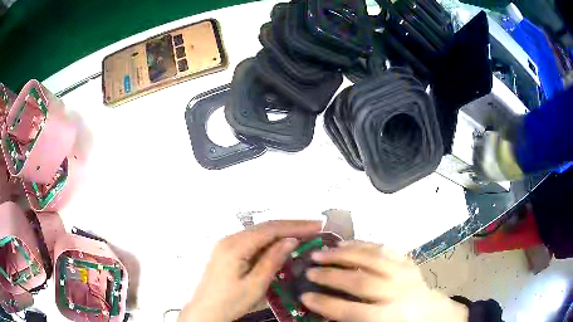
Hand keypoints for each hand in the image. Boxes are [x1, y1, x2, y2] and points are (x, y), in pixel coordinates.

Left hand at [179, 220, 321, 321]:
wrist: (206, 310)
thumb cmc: (230, 301)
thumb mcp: (255, 285)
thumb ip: (272, 260)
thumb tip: (291, 240)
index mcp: (235, 246)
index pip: (270, 229)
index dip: (295, 226)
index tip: (317, 226)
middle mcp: (230, 238)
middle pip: (265, 227)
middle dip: (291, 226)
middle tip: (315, 228)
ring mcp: (227, 243)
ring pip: (259, 232)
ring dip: (281, 232)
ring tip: (304, 234)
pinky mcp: (227, 250)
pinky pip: (253, 240)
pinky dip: (270, 240)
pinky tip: (282, 244)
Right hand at [301, 241, 468, 321]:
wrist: (428, 313)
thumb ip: (351, 318)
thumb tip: (323, 310)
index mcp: (388, 316)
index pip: (351, 310)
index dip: (325, 303)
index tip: (304, 296)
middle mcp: (397, 293)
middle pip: (361, 281)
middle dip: (331, 275)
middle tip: (308, 270)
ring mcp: (404, 273)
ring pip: (372, 259)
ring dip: (343, 254)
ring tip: (321, 252)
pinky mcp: (407, 261)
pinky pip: (383, 248)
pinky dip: (362, 244)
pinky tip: (345, 243)